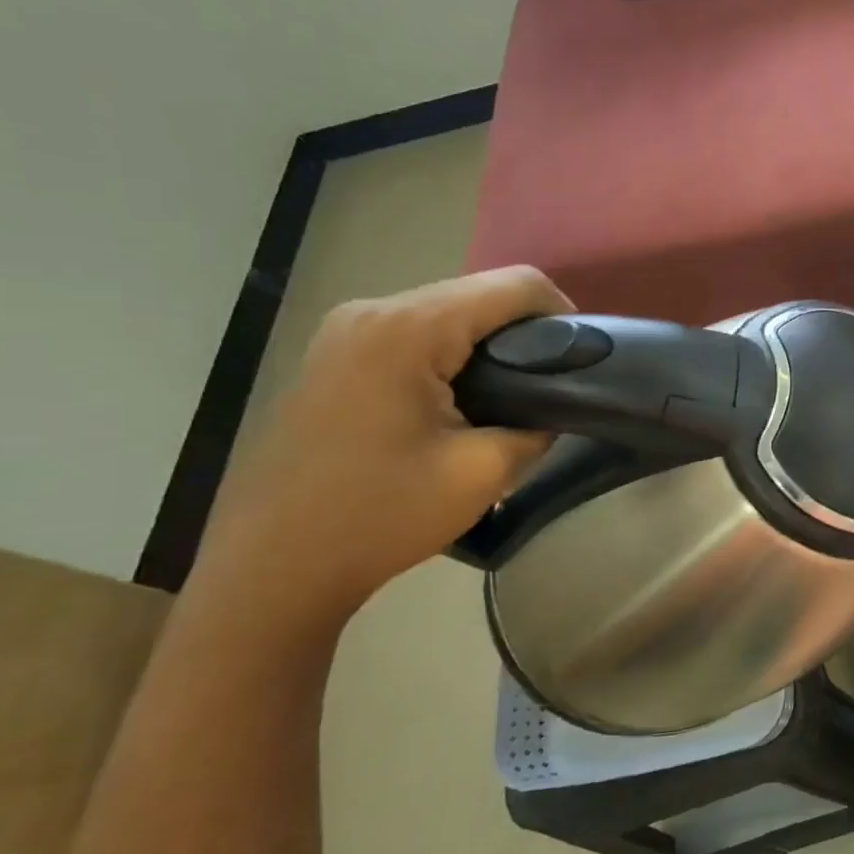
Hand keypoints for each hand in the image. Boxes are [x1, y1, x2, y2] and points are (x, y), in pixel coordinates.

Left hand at [186, 267, 571, 632]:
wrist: (271, 568)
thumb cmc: (380, 515)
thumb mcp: (482, 472)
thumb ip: (536, 426)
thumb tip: (553, 409)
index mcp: (409, 330)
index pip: (513, 285)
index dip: (562, 313)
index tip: (581, 359)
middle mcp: (372, 312)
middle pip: (477, 294)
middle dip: (525, 332)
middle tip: (553, 386)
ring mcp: (344, 332)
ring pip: (447, 313)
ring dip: (489, 346)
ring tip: (513, 397)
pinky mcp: (334, 356)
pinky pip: (414, 334)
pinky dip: (452, 355)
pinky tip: (462, 401)